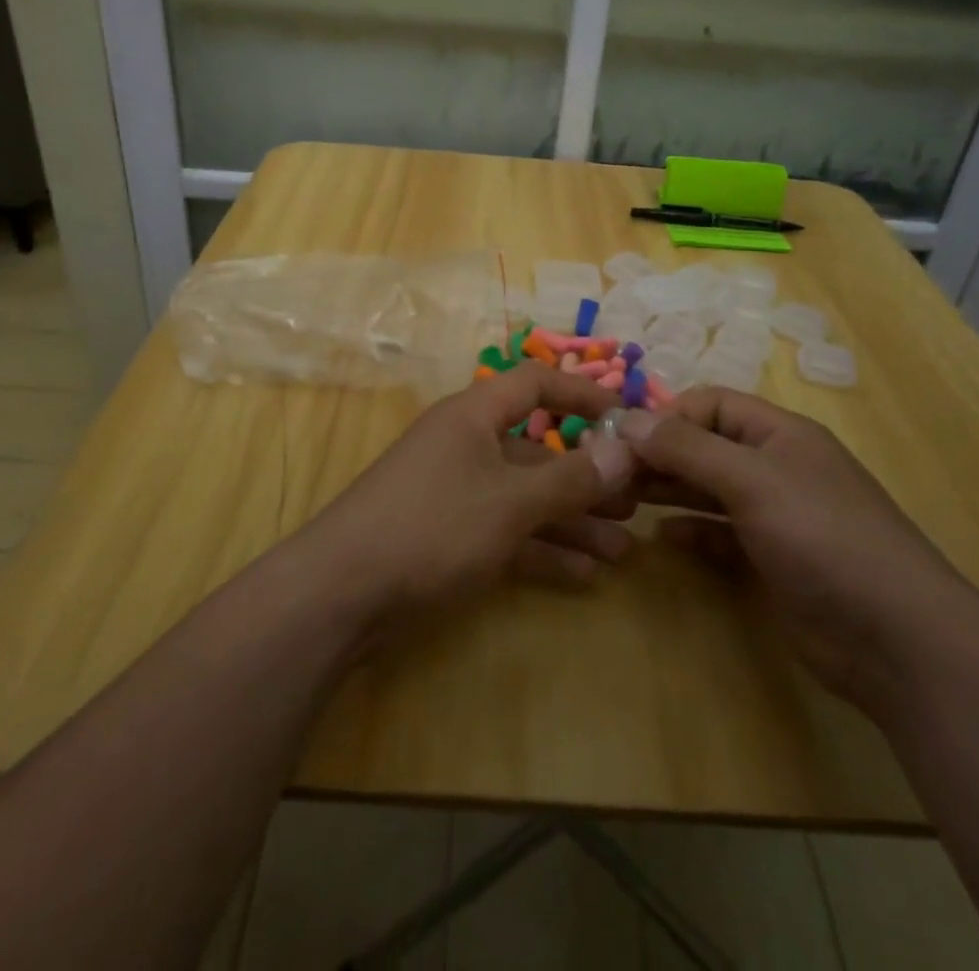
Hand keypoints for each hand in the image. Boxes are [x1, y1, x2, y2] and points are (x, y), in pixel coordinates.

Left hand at [302, 363, 637, 631]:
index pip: (536, 384)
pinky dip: (542, 549)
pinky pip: (507, 533)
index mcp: (474, 416)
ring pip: (526, 497)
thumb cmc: (432, 526)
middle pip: (538, 449)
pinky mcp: (448, 536)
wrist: (342, 594)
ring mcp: (456, 492)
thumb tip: (626, 448)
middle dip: (587, 475)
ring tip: (624, 549)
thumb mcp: (510, 502)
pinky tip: (584, 576)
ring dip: (573, 521)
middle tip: (636, 501)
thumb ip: (570, 477)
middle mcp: (466, 445)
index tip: (628, 421)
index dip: (583, 395)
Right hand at [619, 390, 974, 707]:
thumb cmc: (823, 538)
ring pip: (709, 489)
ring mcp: (775, 516)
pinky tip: (662, 539)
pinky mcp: (772, 560)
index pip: (712, 404)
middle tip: (612, 475)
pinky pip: (720, 534)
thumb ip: (688, 448)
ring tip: (624, 500)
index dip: (668, 416)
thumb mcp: (752, 481)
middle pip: (706, 446)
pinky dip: (692, 532)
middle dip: (661, 455)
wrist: (896, 639)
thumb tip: (627, 419)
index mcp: (780, 434)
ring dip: (670, 490)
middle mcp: (776, 467)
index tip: (624, 441)